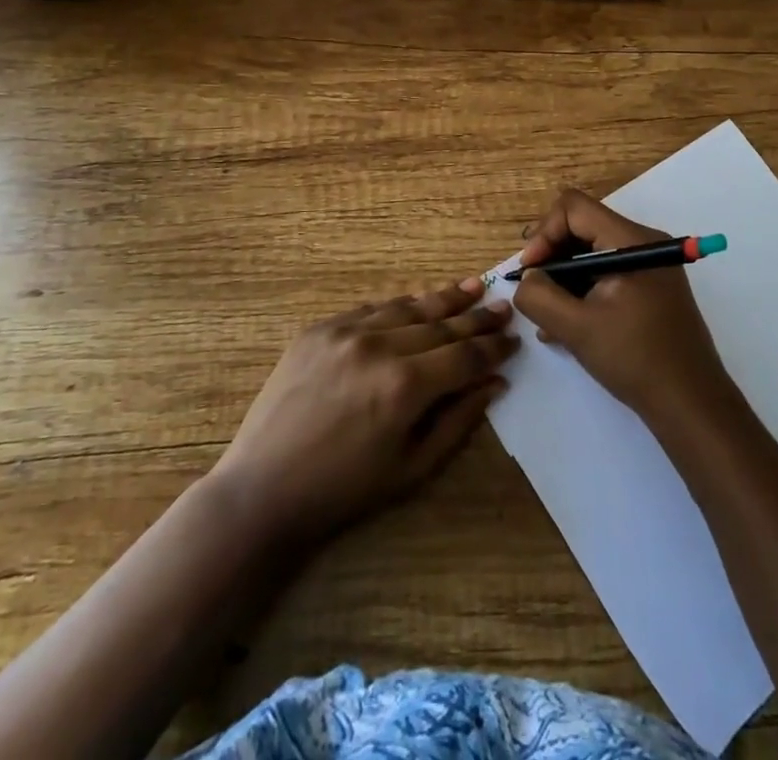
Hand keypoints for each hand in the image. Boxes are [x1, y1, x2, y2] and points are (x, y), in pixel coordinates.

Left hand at [208, 279, 517, 545]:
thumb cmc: (344, 490)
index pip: (465, 355)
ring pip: (408, 307)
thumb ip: (458, 420)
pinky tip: (417, 302)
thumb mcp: (412, 468)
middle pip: (441, 324)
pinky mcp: (320, 328)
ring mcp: (346, 331)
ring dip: (443, 299)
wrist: (263, 489)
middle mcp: (380, 346)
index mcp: (406, 385)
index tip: (514, 339)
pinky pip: (371, 308)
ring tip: (472, 287)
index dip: (494, 347)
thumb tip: (495, 383)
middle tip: (503, 306)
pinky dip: (399, 306)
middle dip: (477, 316)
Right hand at [512, 189, 735, 425]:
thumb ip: (540, 296)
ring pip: (592, 253)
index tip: (531, 272)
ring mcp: (650, 266)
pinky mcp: (650, 288)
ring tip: (547, 318)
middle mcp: (643, 243)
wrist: (692, 404)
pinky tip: (566, 327)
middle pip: (583, 227)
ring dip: (564, 279)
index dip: (544, 233)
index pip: (574, 208)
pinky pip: (607, 274)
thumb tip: (527, 279)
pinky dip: (583, 291)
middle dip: (551, 256)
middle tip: (534, 292)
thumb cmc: (635, 359)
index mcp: (631, 241)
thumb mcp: (576, 328)